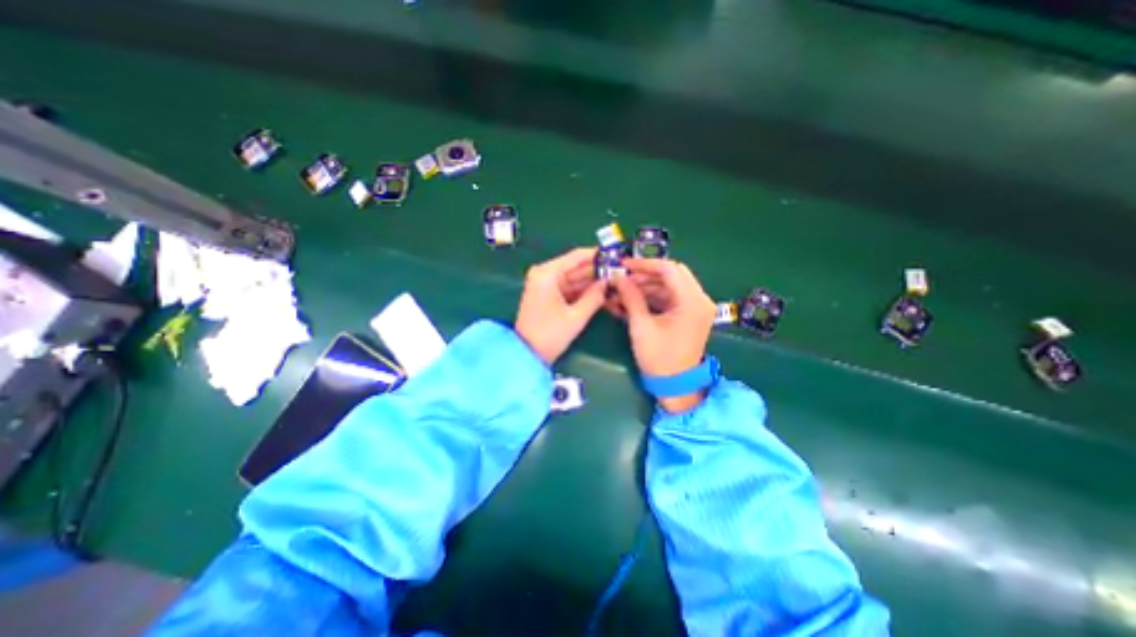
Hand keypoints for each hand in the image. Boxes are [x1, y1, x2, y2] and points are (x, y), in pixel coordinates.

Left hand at [517, 250, 607, 368]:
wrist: (527, 355)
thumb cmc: (549, 334)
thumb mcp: (576, 316)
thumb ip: (595, 297)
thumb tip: (608, 282)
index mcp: (548, 273)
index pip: (577, 256)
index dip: (598, 255)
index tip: (617, 255)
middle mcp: (545, 274)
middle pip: (576, 267)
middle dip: (598, 270)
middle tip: (621, 272)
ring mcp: (546, 285)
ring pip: (575, 278)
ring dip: (593, 282)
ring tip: (616, 282)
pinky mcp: (548, 296)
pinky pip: (570, 288)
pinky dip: (584, 291)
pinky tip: (602, 292)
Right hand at [609, 260, 710, 411]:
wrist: (675, 386)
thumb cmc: (659, 359)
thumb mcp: (641, 327)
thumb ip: (630, 298)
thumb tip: (617, 277)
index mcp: (692, 301)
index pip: (669, 269)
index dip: (644, 264)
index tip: (622, 265)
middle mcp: (699, 299)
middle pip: (671, 274)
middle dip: (644, 275)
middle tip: (622, 277)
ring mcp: (695, 306)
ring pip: (668, 285)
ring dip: (645, 286)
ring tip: (621, 290)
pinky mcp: (687, 314)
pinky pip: (668, 297)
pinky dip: (650, 297)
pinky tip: (630, 300)